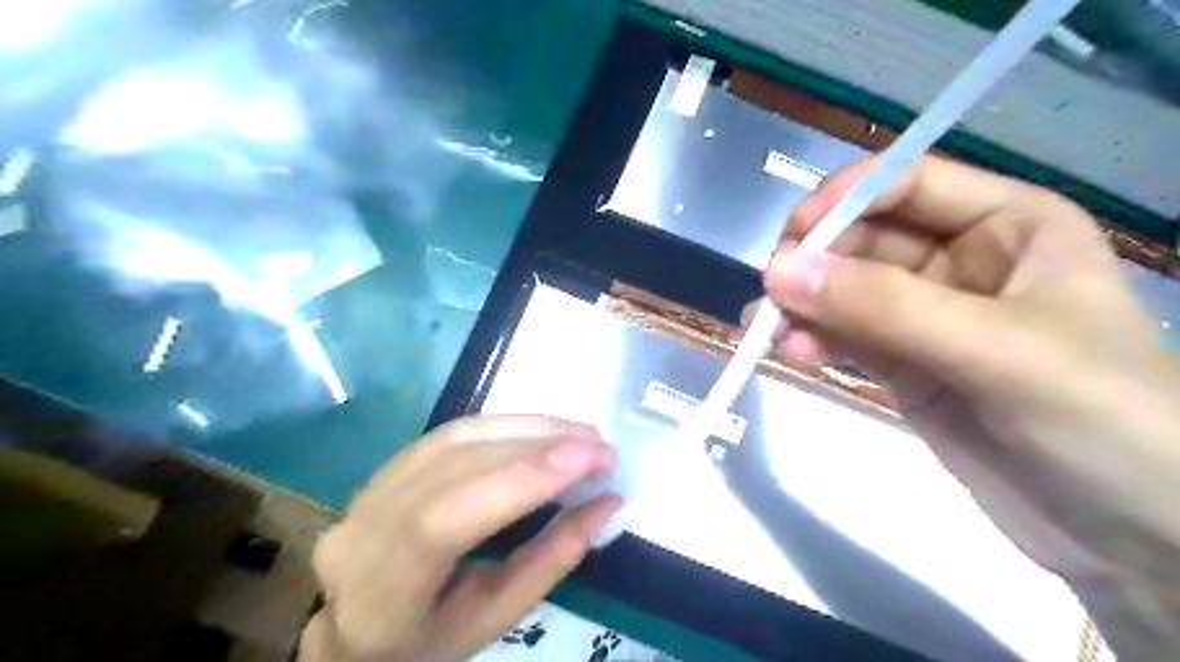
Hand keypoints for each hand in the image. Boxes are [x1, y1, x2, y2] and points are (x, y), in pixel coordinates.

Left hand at [300, 417, 619, 658]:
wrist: (358, 626)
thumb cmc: (428, 639)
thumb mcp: (494, 618)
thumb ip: (552, 559)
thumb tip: (608, 503)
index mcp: (383, 590)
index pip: (447, 518)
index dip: (521, 479)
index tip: (590, 459)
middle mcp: (368, 525)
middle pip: (457, 463)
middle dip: (540, 445)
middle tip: (601, 447)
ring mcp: (372, 487)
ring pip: (458, 436)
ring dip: (528, 427)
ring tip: (581, 433)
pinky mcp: (390, 465)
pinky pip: (454, 432)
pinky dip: (506, 425)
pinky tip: (542, 430)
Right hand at [760, 155, 1179, 656]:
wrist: (1128, 536)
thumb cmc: (1099, 418)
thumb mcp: (995, 350)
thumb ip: (883, 306)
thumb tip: (778, 270)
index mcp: (1008, 224)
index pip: (907, 185)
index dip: (845, 199)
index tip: (791, 236)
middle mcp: (961, 260)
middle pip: (864, 239)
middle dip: (815, 264)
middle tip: (773, 296)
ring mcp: (926, 315)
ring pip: (844, 291)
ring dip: (804, 307)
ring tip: (771, 332)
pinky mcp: (903, 363)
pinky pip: (844, 336)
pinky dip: (813, 340)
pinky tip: (793, 354)